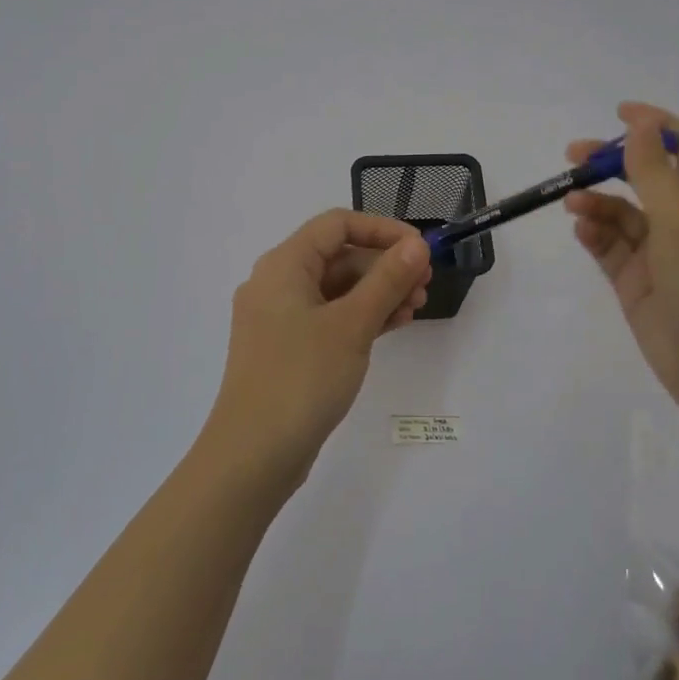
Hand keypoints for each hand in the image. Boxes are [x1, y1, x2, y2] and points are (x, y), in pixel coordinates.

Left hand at [204, 210, 432, 480]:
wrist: (253, 455)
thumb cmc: (302, 378)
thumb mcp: (352, 325)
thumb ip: (387, 280)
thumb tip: (417, 246)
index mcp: (283, 265)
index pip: (337, 224)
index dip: (383, 229)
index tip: (420, 250)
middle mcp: (276, 283)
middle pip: (337, 256)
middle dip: (384, 265)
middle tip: (425, 286)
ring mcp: (279, 318)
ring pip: (335, 289)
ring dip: (377, 293)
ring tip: (415, 309)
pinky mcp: (286, 348)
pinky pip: (328, 317)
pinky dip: (359, 317)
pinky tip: (393, 326)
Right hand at [564, 102, 678, 416]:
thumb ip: (654, 169)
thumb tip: (641, 120)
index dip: (657, 125)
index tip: (619, 113)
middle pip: (644, 176)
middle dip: (611, 162)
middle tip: (574, 156)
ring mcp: (657, 252)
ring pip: (620, 212)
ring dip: (596, 200)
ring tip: (572, 202)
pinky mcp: (634, 281)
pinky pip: (608, 246)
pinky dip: (593, 233)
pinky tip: (581, 229)